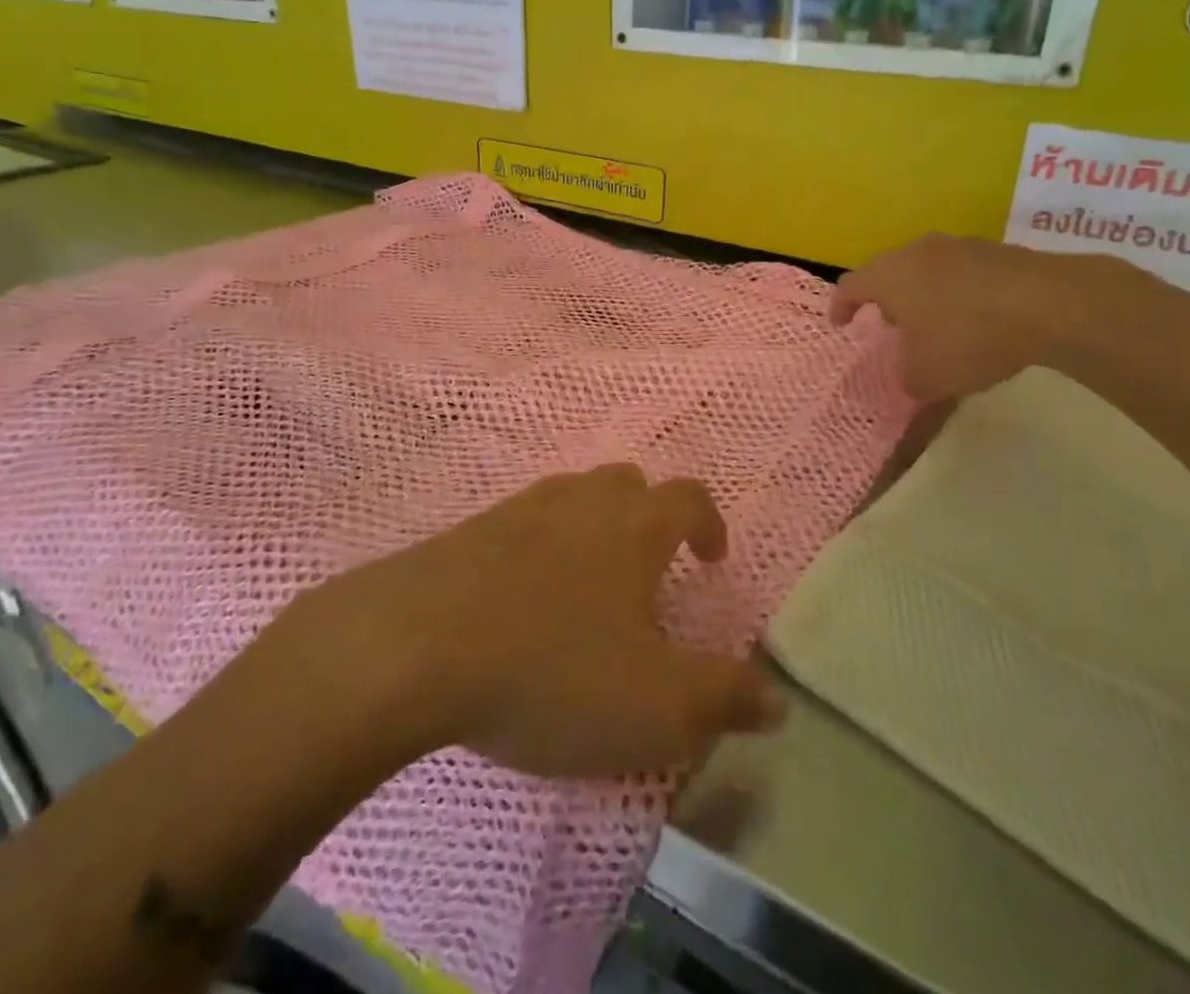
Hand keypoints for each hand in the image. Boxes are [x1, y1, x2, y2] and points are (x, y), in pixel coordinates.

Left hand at [310, 466, 786, 778]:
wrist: (414, 646)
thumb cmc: (552, 669)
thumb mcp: (655, 705)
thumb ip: (722, 698)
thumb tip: (776, 699)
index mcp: (633, 525)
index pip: (688, 497)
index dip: (708, 522)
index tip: (712, 557)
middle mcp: (579, 501)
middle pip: (626, 483)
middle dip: (648, 516)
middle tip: (649, 568)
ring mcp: (519, 509)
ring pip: (571, 499)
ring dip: (591, 529)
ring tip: (588, 585)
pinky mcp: (468, 531)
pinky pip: (521, 525)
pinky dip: (537, 549)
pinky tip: (522, 597)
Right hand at [832, 234, 1114, 400]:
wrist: (1049, 304)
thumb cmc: (968, 337)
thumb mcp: (927, 376)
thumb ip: (907, 378)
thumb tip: (910, 377)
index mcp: (888, 275)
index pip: (849, 285)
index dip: (841, 306)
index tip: (841, 325)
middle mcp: (916, 252)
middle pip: (888, 272)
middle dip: (885, 300)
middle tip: (891, 327)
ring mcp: (958, 246)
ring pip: (926, 269)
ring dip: (924, 295)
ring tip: (936, 325)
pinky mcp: (997, 250)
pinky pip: (962, 272)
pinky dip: (959, 293)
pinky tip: (978, 320)